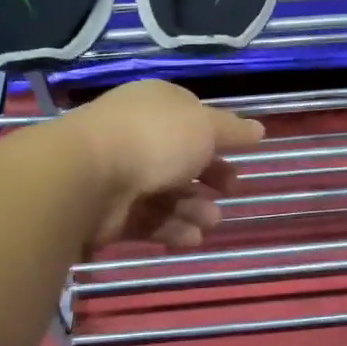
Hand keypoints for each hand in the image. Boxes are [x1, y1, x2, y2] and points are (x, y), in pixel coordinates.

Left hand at [61, 80, 265, 250]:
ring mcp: (121, 173)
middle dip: (209, 177)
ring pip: (167, 192)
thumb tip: (259, 130)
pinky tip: (191, 239)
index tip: (240, 155)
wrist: (87, 177)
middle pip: (181, 158)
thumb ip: (233, 131)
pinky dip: (171, 230)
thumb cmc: (154, 140)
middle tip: (231, 190)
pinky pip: (148, 220)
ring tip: (211, 222)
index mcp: (157, 106)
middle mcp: (138, 135)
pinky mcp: (111, 211)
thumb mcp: (204, 127)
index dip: (217, 137)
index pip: (191, 118)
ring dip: (194, 208)